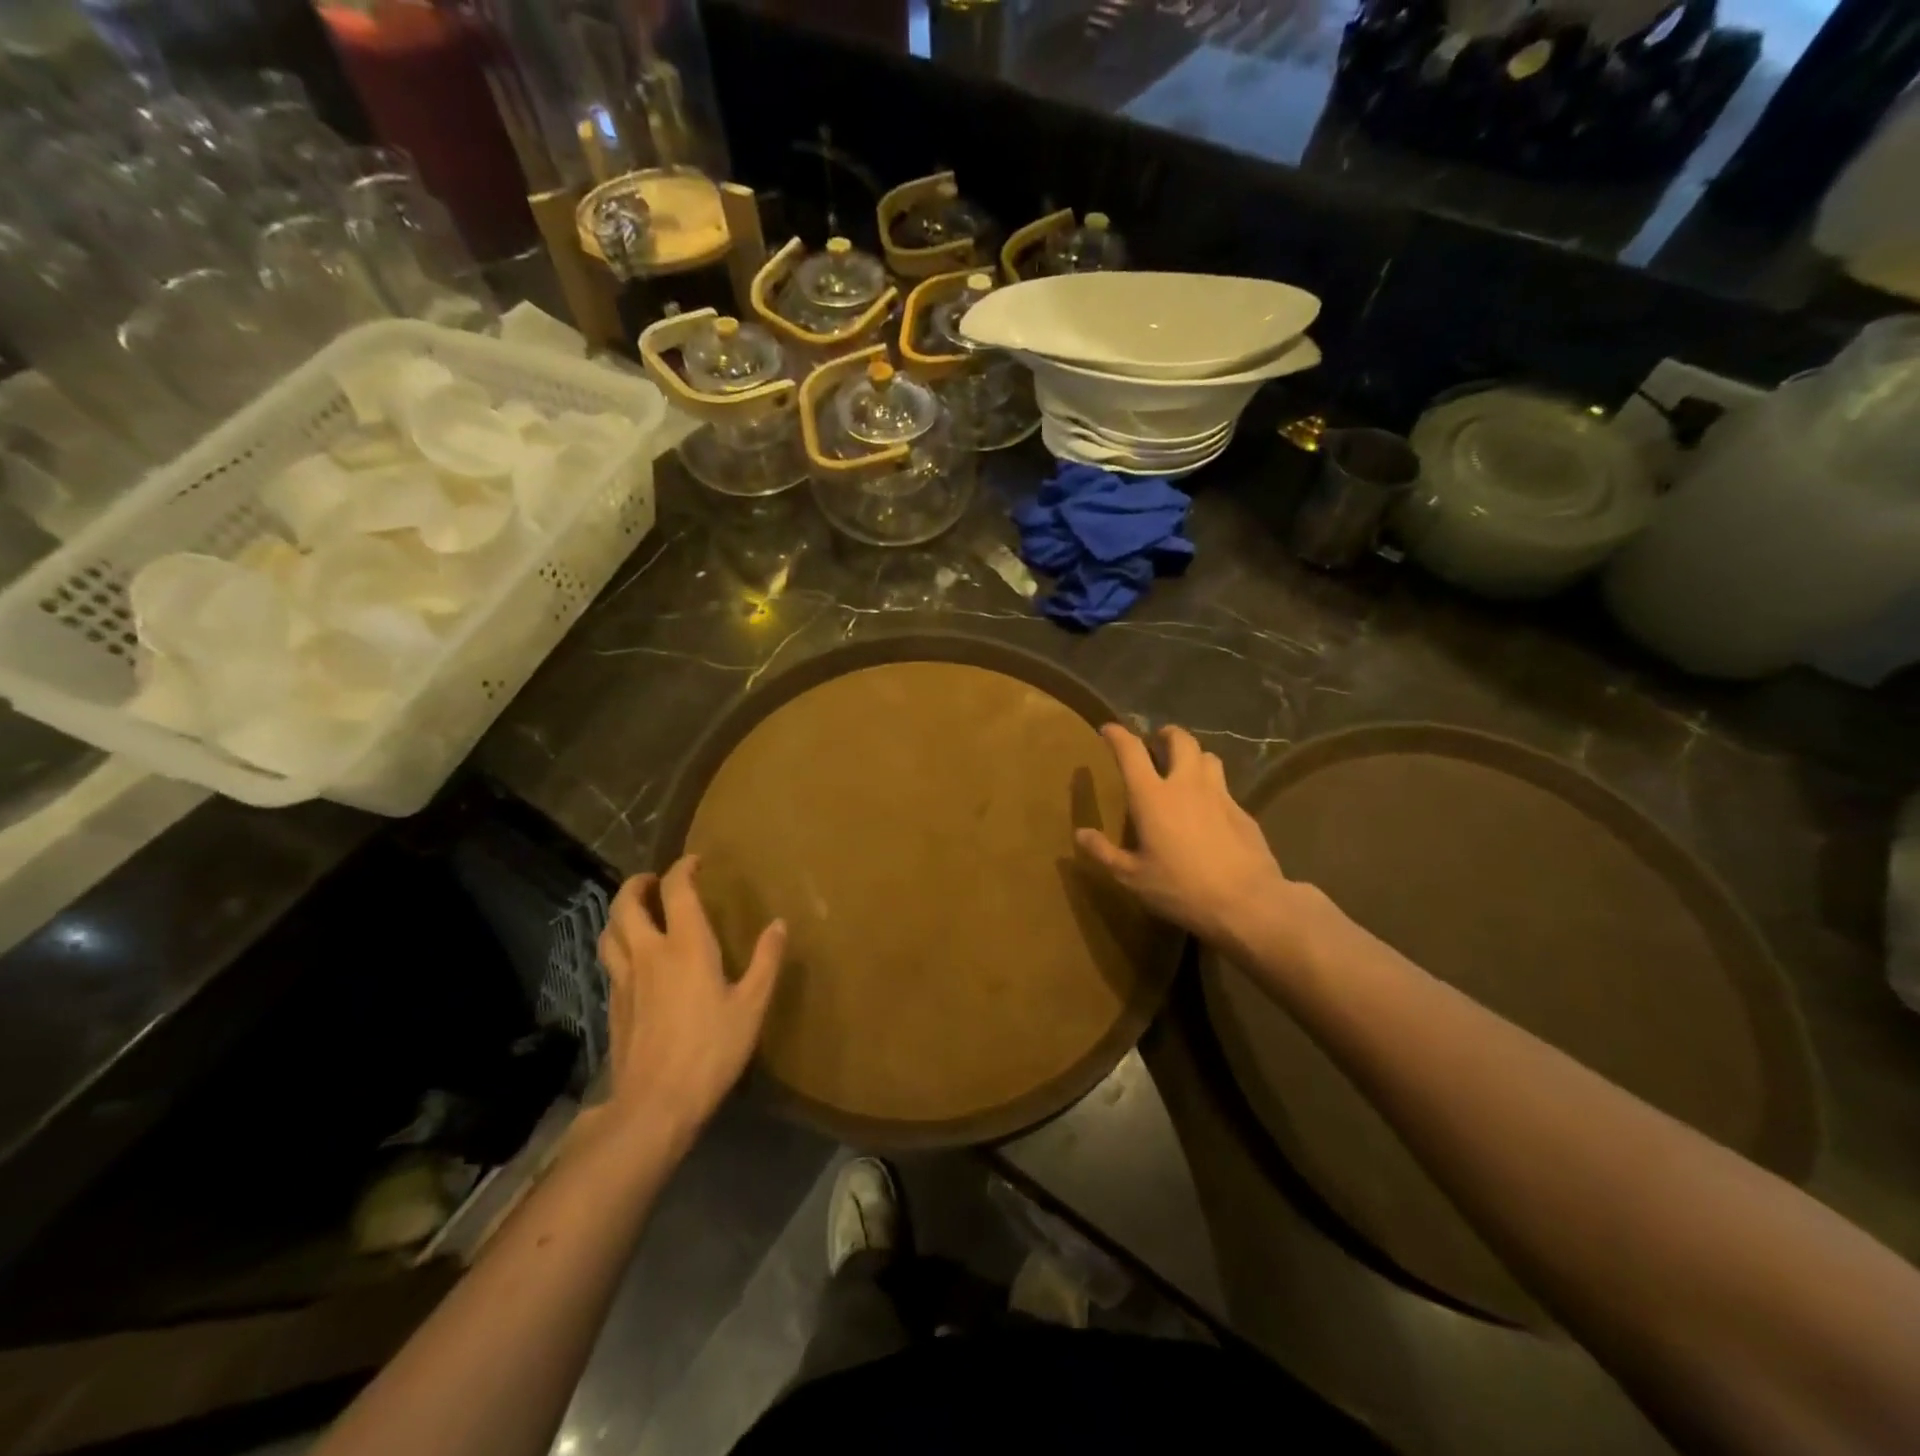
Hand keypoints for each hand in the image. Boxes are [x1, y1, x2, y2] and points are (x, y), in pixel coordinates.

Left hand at [597, 856, 785, 1148]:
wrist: (655, 1104)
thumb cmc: (712, 1049)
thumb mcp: (752, 1005)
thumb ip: (766, 961)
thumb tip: (779, 924)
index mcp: (686, 945)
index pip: (676, 890)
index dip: (683, 869)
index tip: (695, 862)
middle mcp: (649, 953)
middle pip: (627, 904)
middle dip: (638, 884)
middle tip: (654, 880)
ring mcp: (625, 979)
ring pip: (610, 931)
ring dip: (620, 912)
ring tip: (635, 911)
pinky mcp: (613, 1005)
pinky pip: (610, 960)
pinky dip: (618, 945)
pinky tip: (632, 958)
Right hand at [1076, 723, 1290, 947]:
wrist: (1247, 902)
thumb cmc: (1181, 888)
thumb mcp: (1132, 877)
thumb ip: (1104, 852)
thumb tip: (1081, 833)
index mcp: (1152, 796)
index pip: (1131, 751)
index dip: (1117, 735)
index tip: (1108, 730)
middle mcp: (1186, 784)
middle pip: (1180, 740)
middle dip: (1166, 734)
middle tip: (1157, 742)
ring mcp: (1219, 795)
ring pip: (1208, 757)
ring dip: (1193, 756)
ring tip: (1185, 769)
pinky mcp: (1243, 812)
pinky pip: (1224, 786)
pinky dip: (1212, 786)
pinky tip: (1208, 809)